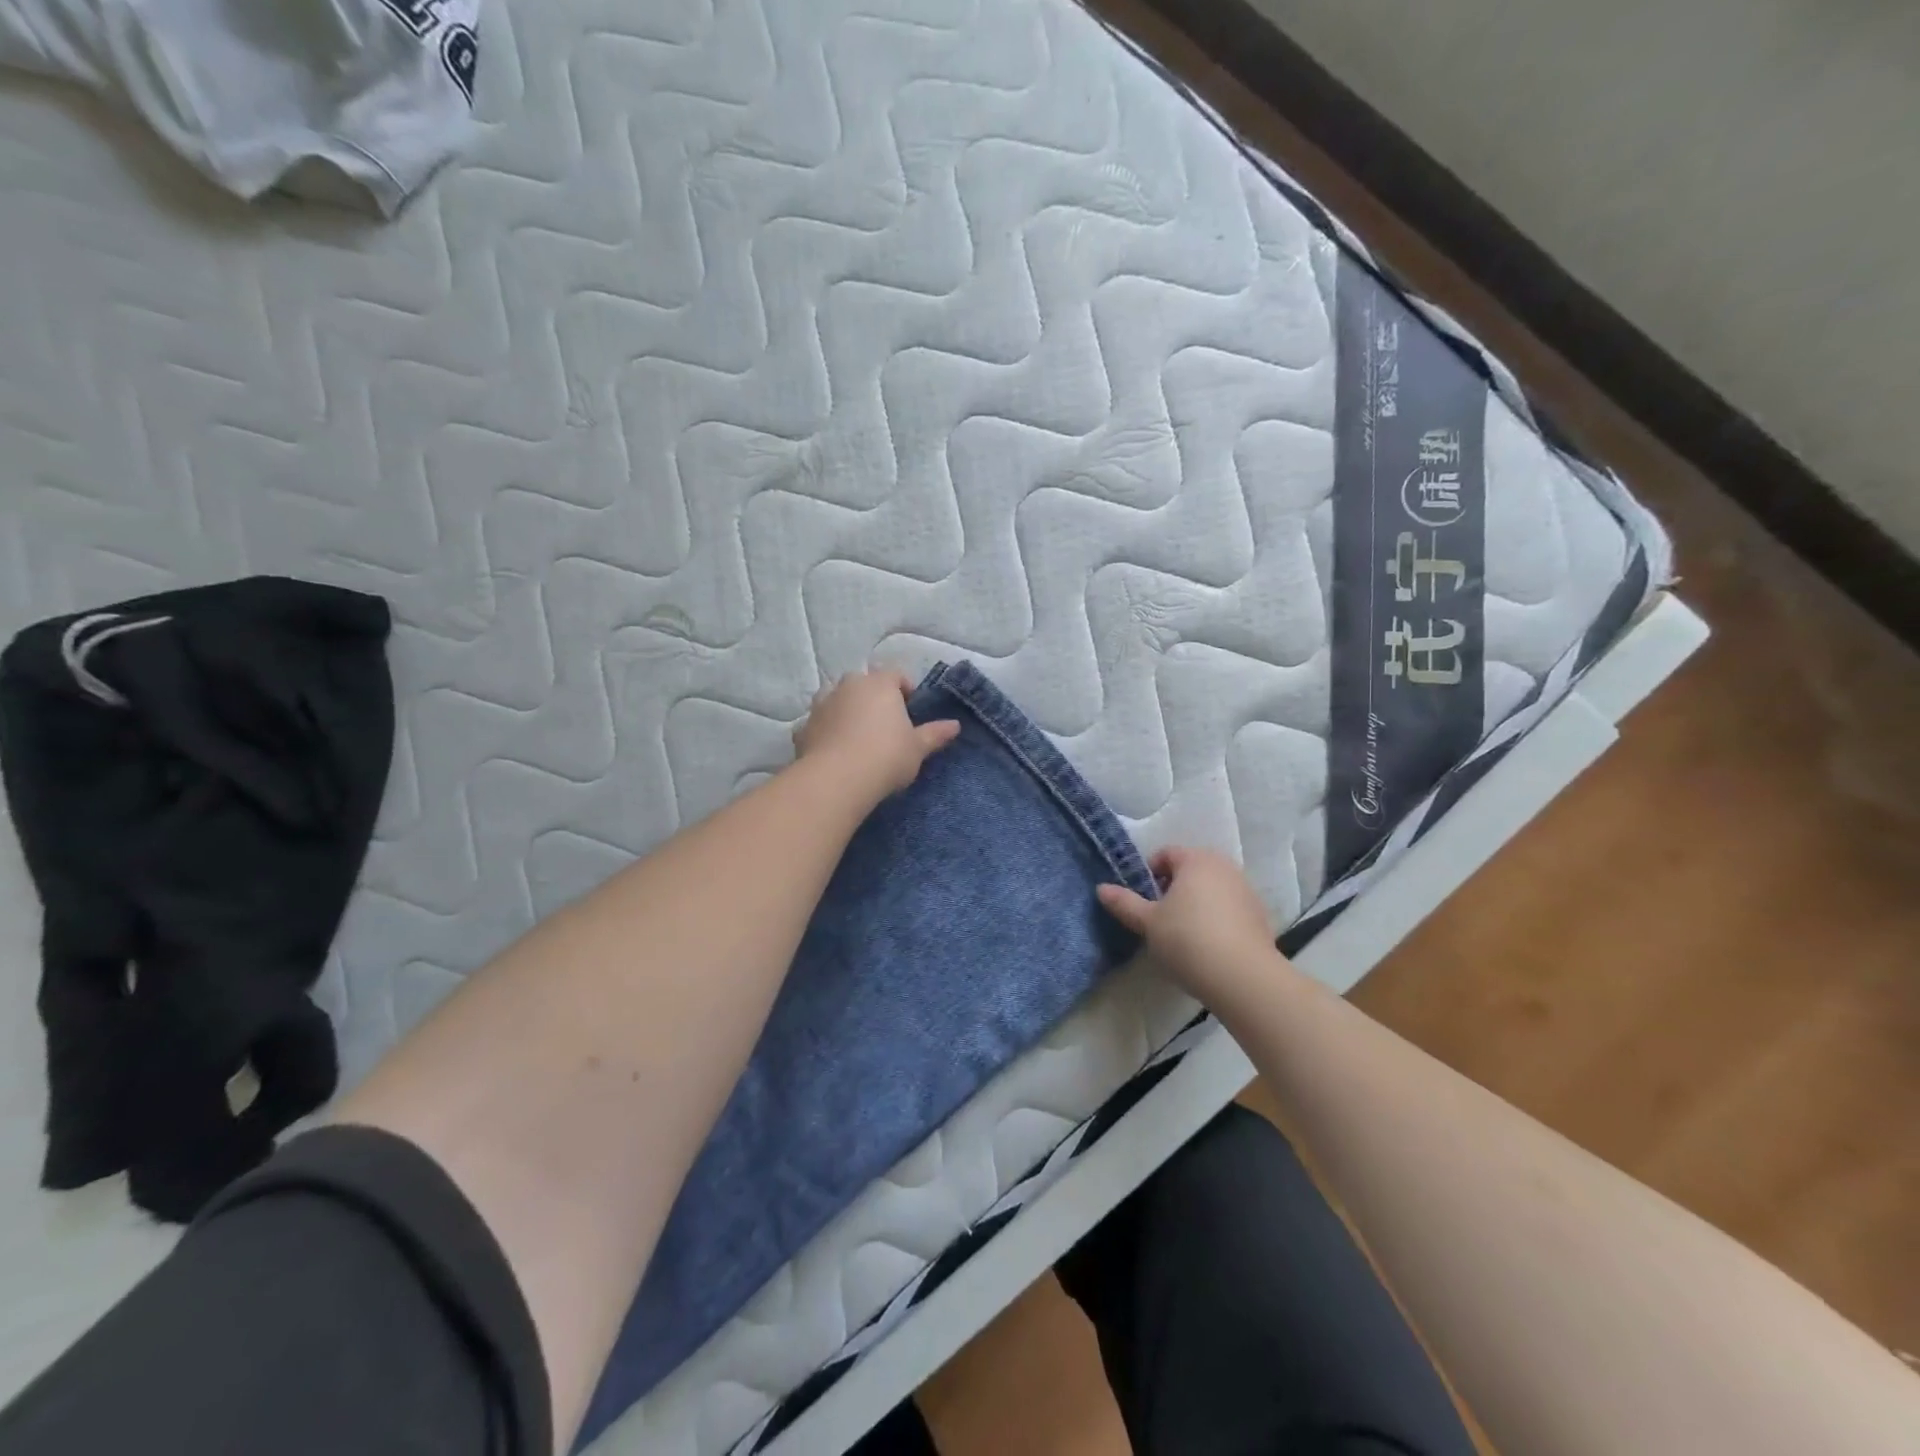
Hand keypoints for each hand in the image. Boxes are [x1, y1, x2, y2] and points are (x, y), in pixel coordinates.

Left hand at [794, 670, 960, 802]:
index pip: (895, 675)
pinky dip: (825, 731)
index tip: (910, 711)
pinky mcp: (803, 727)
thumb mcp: (917, 748)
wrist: (837, 780)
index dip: (905, 690)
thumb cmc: (886, 757)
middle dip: (872, 698)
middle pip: (863, 684)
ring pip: (836, 700)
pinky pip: (818, 724)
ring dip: (845, 711)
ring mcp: (821, 704)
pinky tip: (833, 751)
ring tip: (856, 736)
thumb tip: (955, 725)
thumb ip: (934, 734)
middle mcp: (848, 686)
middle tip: (883, 725)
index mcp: (879, 684)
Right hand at [1097, 847, 1279, 1004]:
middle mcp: (1225, 867)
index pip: (1166, 854)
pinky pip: (1229, 909)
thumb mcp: (1148, 922)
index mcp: (1196, 860)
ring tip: (1182, 935)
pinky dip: (1215, 919)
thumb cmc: (1188, 940)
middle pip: (1190, 870)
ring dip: (1195, 904)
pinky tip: (1207, 946)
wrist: (1244, 978)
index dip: (1148, 874)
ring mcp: (1246, 891)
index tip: (1141, 901)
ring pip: (1211, 890)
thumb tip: (1101, 888)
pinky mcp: (1260, 917)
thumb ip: (1124, 903)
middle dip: (1172, 889)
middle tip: (1158, 917)